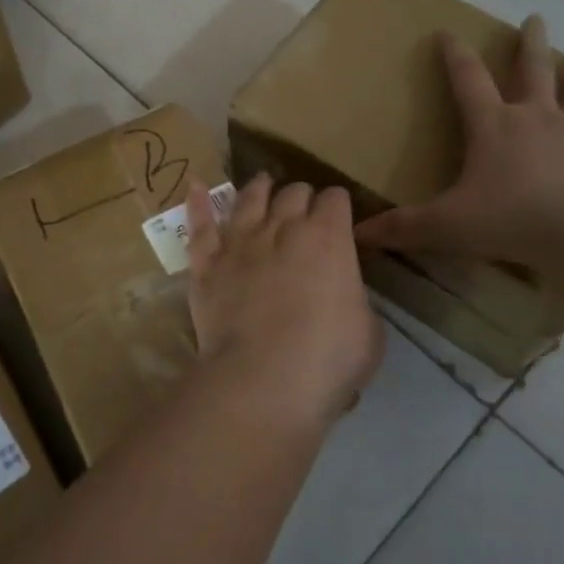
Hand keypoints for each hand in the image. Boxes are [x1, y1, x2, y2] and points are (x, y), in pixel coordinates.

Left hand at [185, 173, 384, 430]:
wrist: (263, 379)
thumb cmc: (327, 359)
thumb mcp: (368, 330)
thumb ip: (355, 299)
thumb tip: (342, 295)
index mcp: (329, 238)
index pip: (336, 200)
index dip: (338, 206)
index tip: (339, 217)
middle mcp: (284, 228)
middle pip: (294, 192)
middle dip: (302, 197)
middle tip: (304, 211)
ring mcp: (240, 242)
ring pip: (249, 199)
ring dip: (259, 189)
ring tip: (263, 184)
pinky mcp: (206, 263)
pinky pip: (200, 225)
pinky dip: (197, 204)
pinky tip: (195, 186)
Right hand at [355, 16, 563, 266]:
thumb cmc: (507, 221)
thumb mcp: (445, 225)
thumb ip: (403, 227)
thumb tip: (357, 233)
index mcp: (494, 126)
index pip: (467, 80)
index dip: (454, 55)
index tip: (447, 31)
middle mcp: (539, 116)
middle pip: (534, 69)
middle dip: (531, 42)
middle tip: (535, 19)